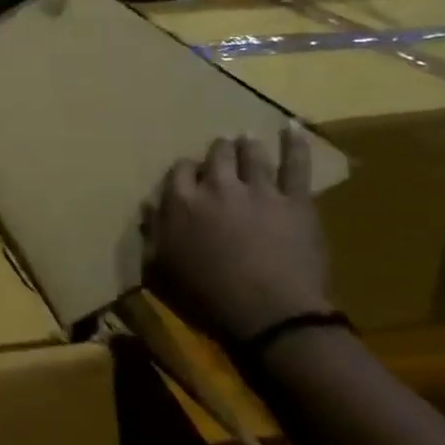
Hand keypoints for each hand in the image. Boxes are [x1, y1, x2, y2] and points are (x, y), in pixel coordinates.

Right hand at [148, 127, 331, 347]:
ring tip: (247, 139)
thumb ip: (152, 234)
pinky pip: (296, 166)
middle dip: (218, 152)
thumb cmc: (206, 297)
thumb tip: (147, 207)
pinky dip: (295, 145)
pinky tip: (292, 128)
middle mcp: (217, 187)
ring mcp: (259, 191)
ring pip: (251, 155)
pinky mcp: (295, 202)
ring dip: (247, 145)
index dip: (186, 172)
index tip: (190, 177)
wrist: (269, 316)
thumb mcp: (160, 270)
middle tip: (221, 152)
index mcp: (181, 203)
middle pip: (216, 156)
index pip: (179, 172)